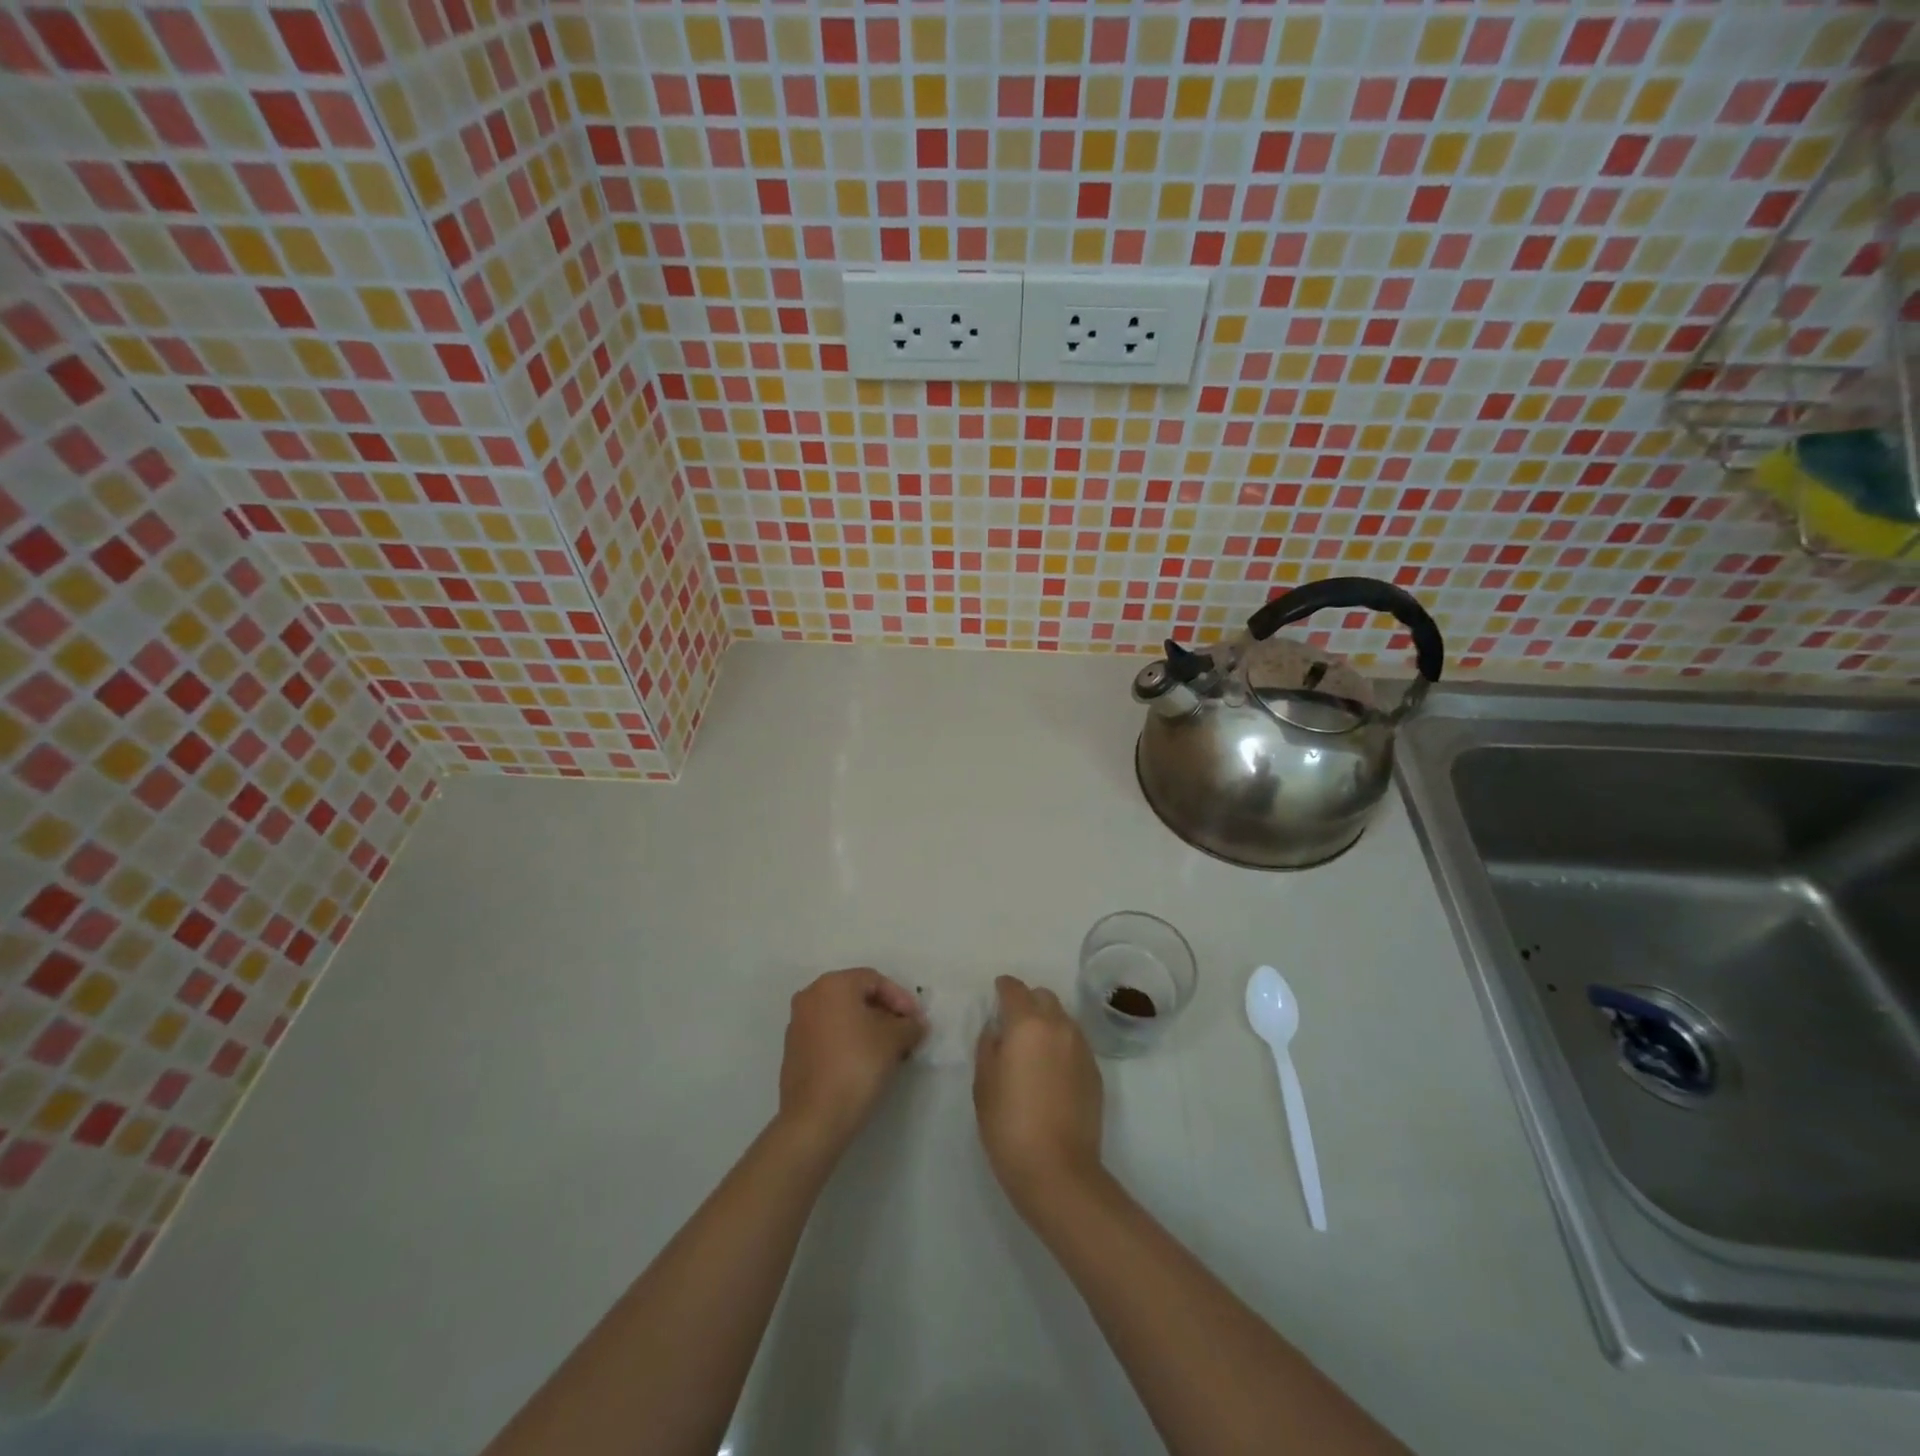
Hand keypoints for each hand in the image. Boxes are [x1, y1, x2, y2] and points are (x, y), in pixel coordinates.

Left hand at [777, 967, 924, 1152]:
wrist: (815, 1118)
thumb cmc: (857, 1065)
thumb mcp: (894, 1040)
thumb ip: (909, 1025)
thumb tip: (915, 1024)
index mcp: (832, 985)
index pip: (874, 980)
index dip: (900, 998)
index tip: (916, 1021)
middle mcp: (810, 997)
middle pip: (856, 996)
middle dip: (885, 1013)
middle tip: (905, 1034)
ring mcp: (798, 1024)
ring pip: (842, 1016)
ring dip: (868, 1028)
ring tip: (889, 1051)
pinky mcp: (793, 1051)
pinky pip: (828, 1035)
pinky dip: (848, 1041)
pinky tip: (865, 1063)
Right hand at [973, 976, 1105, 1217]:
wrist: (1058, 1170)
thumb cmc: (1009, 1124)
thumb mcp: (983, 1083)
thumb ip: (988, 1046)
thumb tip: (997, 1030)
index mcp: (1027, 1024)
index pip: (1014, 989)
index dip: (1003, 987)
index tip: (996, 993)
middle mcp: (1058, 1026)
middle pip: (1043, 996)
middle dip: (1027, 1001)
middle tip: (1013, 1023)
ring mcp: (1081, 1047)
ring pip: (1063, 1018)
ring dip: (1047, 1022)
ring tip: (1033, 1048)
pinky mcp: (1095, 1071)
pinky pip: (1074, 1043)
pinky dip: (1061, 1044)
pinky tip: (1051, 1070)